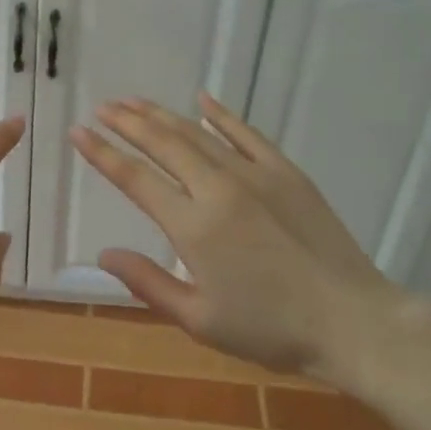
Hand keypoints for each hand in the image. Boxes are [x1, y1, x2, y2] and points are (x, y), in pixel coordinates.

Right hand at [69, 94, 415, 377]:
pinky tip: (202, 99)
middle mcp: (217, 188)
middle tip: (103, 108)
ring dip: (162, 114)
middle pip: (163, 143)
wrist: (352, 321)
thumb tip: (104, 252)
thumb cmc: (271, 330)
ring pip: (197, 132)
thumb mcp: (200, 320)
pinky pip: (246, 133)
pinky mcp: (285, 171)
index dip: (103, 153)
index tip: (78, 133)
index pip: (136, 179)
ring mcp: (254, 174)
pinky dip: (220, 114)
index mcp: (193, 226)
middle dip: (128, 122)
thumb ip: (148, 283)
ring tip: (135, 101)